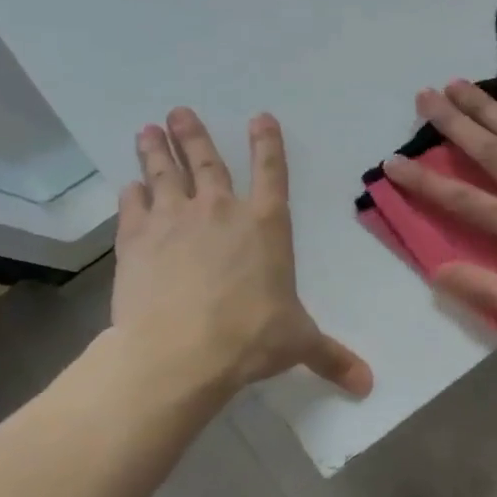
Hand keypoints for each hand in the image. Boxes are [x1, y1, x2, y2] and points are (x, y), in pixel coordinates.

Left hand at [110, 108, 372, 401]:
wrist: (179, 352)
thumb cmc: (251, 338)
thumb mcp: (299, 344)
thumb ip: (331, 357)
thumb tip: (368, 384)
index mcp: (267, 226)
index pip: (272, 172)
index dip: (267, 143)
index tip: (259, 117)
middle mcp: (220, 212)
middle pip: (207, 161)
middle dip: (194, 135)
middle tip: (179, 112)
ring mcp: (173, 221)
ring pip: (164, 173)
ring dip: (157, 150)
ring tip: (148, 128)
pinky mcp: (136, 240)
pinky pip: (132, 206)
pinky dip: (131, 194)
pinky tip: (128, 186)